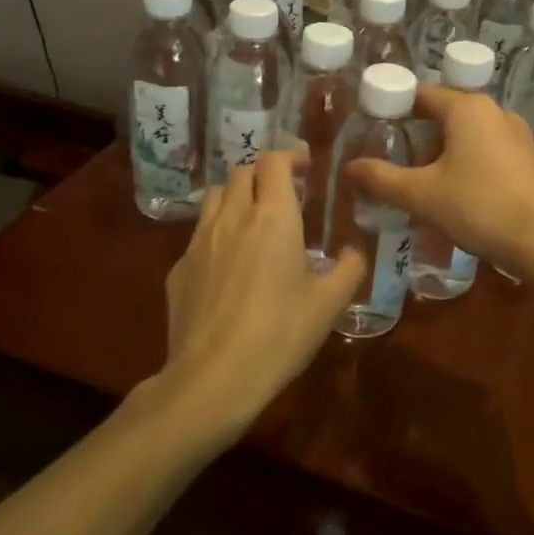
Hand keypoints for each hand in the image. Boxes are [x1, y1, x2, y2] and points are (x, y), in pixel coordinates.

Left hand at [162, 152, 365, 433]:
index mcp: (273, 216)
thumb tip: (354, 252)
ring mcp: (199, 241)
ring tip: (253, 221)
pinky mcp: (179, 268)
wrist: (213, 378)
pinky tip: (228, 266)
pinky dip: (217, 233)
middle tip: (283, 196)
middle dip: (264, 175)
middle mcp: (233, 217)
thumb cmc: (280, 334)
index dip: (290, 156)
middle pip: (243, 171)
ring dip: (237, 196)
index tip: (305, 169)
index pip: (275, 160)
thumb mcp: (329, 304)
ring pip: (216, 197)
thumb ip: (349, 269)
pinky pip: (199, 234)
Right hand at [346, 86, 533, 273]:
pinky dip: (467, 165)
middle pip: (444, 115)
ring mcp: (517, 135)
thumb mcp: (422, 195)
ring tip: (419, 183)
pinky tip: (457, 195)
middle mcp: (495, 111)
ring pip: (467, 135)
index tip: (371, 127)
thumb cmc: (480, 207)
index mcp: (467, 108)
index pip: (421, 94)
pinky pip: (488, 152)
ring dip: (442, 154)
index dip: (393, 107)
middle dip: (416, 137)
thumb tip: (349, 167)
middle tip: (391, 162)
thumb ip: (382, 179)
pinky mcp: (530, 160)